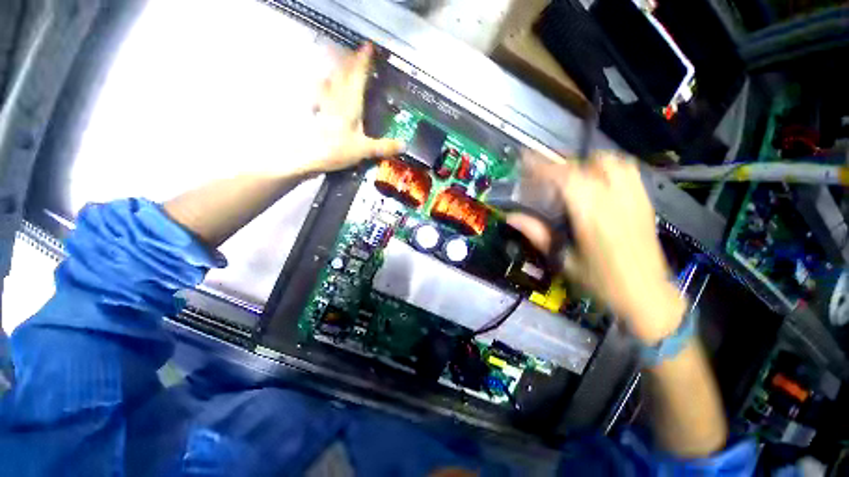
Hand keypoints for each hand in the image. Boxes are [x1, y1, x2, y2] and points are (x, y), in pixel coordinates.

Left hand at [301, 43, 403, 174]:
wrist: (308, 156)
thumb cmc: (336, 150)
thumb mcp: (364, 150)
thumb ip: (384, 147)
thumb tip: (405, 145)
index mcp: (350, 104)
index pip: (358, 76)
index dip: (364, 60)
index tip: (369, 46)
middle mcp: (337, 98)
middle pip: (344, 73)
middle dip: (352, 60)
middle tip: (359, 52)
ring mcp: (325, 103)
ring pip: (332, 79)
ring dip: (339, 69)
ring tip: (344, 63)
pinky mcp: (318, 111)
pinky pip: (322, 91)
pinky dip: (327, 84)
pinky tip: (326, 85)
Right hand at [507, 151, 686, 343]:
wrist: (647, 296)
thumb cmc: (600, 282)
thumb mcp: (562, 259)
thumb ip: (536, 233)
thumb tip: (511, 217)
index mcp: (592, 216)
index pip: (565, 178)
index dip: (543, 166)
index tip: (525, 160)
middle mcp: (615, 200)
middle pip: (587, 164)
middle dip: (561, 165)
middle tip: (544, 177)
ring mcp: (634, 198)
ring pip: (611, 161)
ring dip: (586, 163)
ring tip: (571, 177)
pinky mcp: (645, 201)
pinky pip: (627, 170)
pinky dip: (606, 167)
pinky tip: (596, 182)